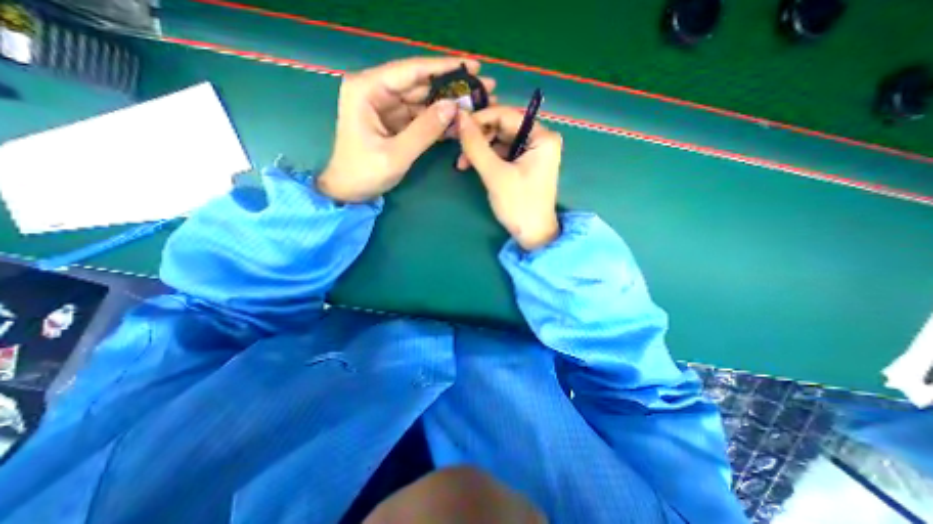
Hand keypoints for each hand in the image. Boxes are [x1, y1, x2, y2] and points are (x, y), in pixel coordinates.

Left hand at [316, 58, 494, 202]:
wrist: (349, 192)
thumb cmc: (364, 173)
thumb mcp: (397, 154)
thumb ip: (425, 130)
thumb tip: (453, 107)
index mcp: (367, 89)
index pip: (411, 71)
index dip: (444, 68)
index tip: (473, 67)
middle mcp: (375, 90)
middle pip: (419, 84)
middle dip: (450, 88)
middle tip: (482, 90)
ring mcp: (385, 106)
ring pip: (422, 101)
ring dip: (447, 105)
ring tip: (475, 107)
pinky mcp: (393, 121)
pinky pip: (419, 116)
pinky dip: (437, 121)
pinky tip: (457, 123)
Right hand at [454, 103, 557, 249]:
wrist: (532, 235)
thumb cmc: (518, 205)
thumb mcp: (495, 174)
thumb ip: (476, 145)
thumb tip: (459, 117)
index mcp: (542, 137)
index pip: (506, 116)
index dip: (480, 119)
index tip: (457, 126)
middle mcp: (540, 140)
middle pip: (503, 128)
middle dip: (479, 138)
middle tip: (458, 150)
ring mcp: (533, 153)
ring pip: (501, 141)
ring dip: (480, 150)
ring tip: (463, 164)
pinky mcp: (526, 165)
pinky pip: (503, 154)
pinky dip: (488, 159)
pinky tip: (474, 167)